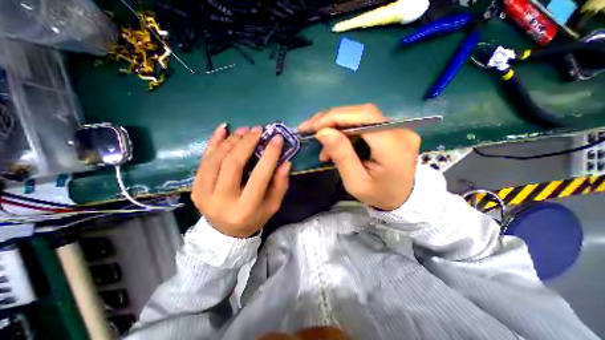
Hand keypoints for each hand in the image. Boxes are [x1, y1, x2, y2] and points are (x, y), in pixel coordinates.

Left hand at [191, 124, 290, 237]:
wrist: (225, 233)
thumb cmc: (254, 217)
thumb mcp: (273, 205)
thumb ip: (280, 185)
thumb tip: (285, 162)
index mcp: (245, 209)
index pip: (259, 177)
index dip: (269, 155)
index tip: (277, 138)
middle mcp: (222, 201)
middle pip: (233, 164)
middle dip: (247, 143)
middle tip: (257, 130)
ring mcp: (203, 194)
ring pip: (215, 159)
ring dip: (231, 141)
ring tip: (244, 130)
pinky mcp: (195, 188)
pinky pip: (202, 161)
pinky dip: (212, 143)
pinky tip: (222, 130)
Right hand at [297, 103, 422, 209]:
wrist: (403, 198)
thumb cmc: (378, 195)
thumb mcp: (355, 182)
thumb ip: (341, 156)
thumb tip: (323, 131)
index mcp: (394, 147)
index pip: (365, 117)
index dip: (336, 116)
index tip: (314, 127)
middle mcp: (400, 131)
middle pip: (361, 113)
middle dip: (331, 119)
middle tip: (310, 129)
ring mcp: (398, 128)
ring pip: (360, 116)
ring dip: (336, 126)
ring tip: (322, 143)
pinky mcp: (392, 129)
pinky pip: (364, 123)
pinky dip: (345, 130)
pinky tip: (335, 143)